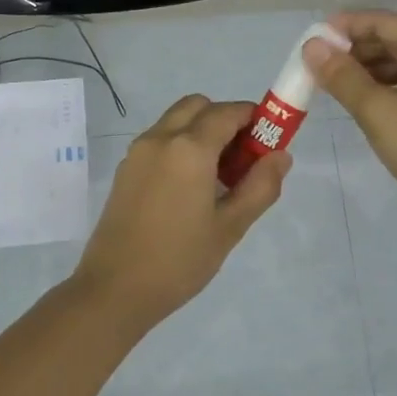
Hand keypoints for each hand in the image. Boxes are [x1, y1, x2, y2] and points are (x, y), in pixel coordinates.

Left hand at [71, 94, 290, 331]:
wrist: (115, 289)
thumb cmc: (179, 260)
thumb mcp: (230, 227)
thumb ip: (260, 187)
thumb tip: (280, 156)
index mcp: (189, 148)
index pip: (229, 112)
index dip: (254, 120)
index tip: (269, 144)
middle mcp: (160, 138)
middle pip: (198, 107)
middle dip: (225, 120)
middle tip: (241, 160)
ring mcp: (137, 153)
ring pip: (176, 121)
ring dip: (201, 133)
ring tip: (217, 179)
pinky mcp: (125, 171)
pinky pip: (159, 141)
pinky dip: (180, 147)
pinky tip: (189, 190)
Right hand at [305, 10, 396, 239]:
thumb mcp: (379, 112)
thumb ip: (343, 77)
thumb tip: (312, 47)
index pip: (385, 22)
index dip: (346, 26)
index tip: (313, 38)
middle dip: (358, 50)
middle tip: (320, 66)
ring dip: (373, 71)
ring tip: (338, 85)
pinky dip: (392, 88)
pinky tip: (370, 104)